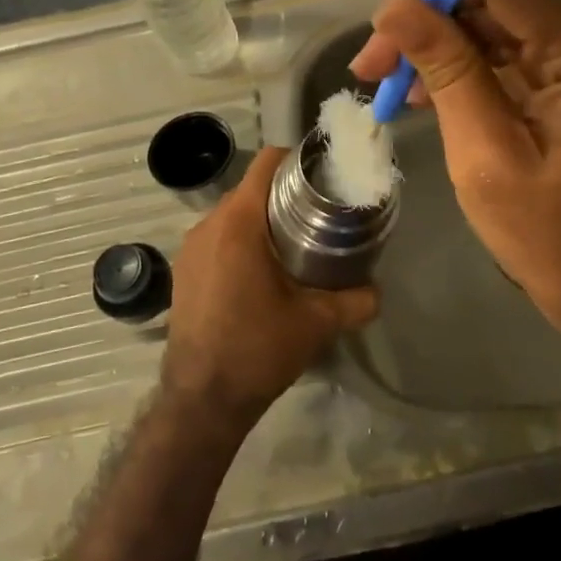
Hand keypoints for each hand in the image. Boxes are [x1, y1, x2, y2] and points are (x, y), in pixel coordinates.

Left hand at [161, 146, 377, 429]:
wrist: (202, 400)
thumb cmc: (258, 349)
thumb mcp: (317, 323)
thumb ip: (356, 300)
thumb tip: (377, 291)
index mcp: (239, 223)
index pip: (266, 163)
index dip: (296, 160)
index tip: (322, 175)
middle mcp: (208, 225)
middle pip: (250, 188)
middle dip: (283, 194)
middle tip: (318, 213)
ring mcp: (190, 248)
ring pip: (231, 214)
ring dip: (261, 219)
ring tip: (292, 242)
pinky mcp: (182, 271)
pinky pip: (216, 238)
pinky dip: (239, 241)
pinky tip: (260, 271)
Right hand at [350, 0, 560, 363]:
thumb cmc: (552, 238)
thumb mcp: (487, 156)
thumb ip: (448, 72)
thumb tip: (396, 11)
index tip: (382, 36)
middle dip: (428, 20)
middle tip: (373, 68)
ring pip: (500, 19)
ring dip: (442, 43)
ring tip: (390, 85)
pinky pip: (516, 50)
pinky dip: (469, 64)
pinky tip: (427, 94)